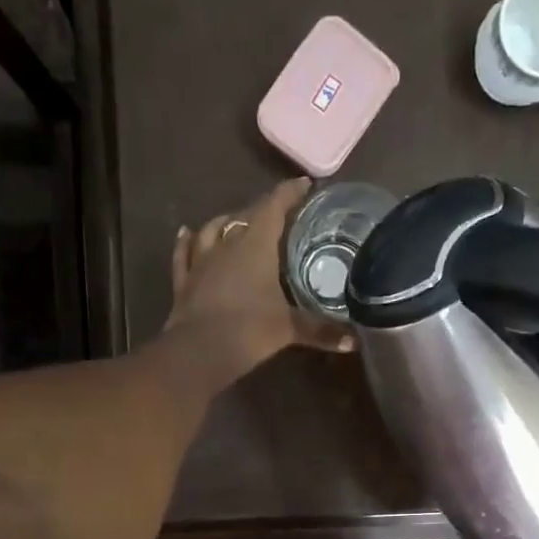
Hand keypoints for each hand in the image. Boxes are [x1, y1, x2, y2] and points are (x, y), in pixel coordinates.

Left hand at [164, 178, 354, 367]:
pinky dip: (186, 241)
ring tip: (236, 220)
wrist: (198, 353)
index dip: (290, 193)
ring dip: (226, 222)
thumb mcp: (289, 329)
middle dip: (263, 211)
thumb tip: (354, 341)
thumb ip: (321, 331)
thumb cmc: (249, 331)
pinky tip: (186, 232)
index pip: (275, 207)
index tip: (305, 186)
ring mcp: (201, 261)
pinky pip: (184, 253)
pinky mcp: (184, 281)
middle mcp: (227, 244)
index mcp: (256, 245)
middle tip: (279, 215)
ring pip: (213, 230)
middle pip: (245, 216)